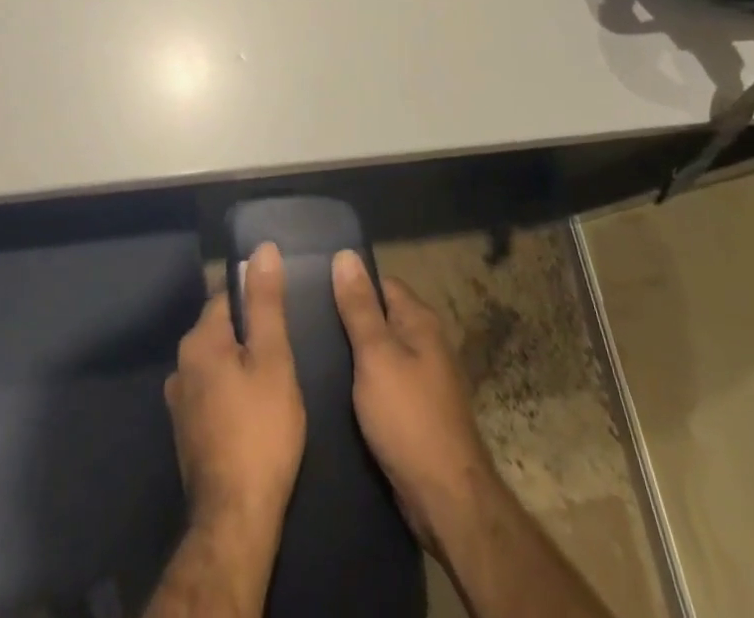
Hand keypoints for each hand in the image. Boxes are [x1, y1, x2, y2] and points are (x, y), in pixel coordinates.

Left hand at [164, 242, 306, 543]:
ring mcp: (179, 401)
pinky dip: (231, 393)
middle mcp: (181, 364)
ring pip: (217, 364)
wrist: (235, 519)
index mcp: (199, 340)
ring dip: (240, 367)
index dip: (258, 302)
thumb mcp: (274, 360)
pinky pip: (211, 393)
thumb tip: (262, 248)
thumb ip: (267, 303)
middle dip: (250, 335)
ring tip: (273, 383)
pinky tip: (254, 413)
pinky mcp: (186, 432)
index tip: (286, 317)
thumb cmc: (261, 431)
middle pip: (222, 330)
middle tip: (286, 353)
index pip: (229, 298)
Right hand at [332, 250, 499, 554]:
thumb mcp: (376, 356)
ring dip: (355, 353)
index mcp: (420, 321)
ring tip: (313, 353)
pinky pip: (385, 382)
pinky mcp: (417, 411)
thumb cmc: (408, 418)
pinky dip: (364, 382)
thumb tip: (345, 254)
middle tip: (306, 323)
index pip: (381, 284)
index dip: (350, 283)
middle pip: (382, 317)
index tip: (314, 289)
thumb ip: (359, 307)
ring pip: (382, 352)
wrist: (446, 498)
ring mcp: (425, 379)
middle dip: (349, 319)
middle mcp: (427, 343)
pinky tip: (337, 390)